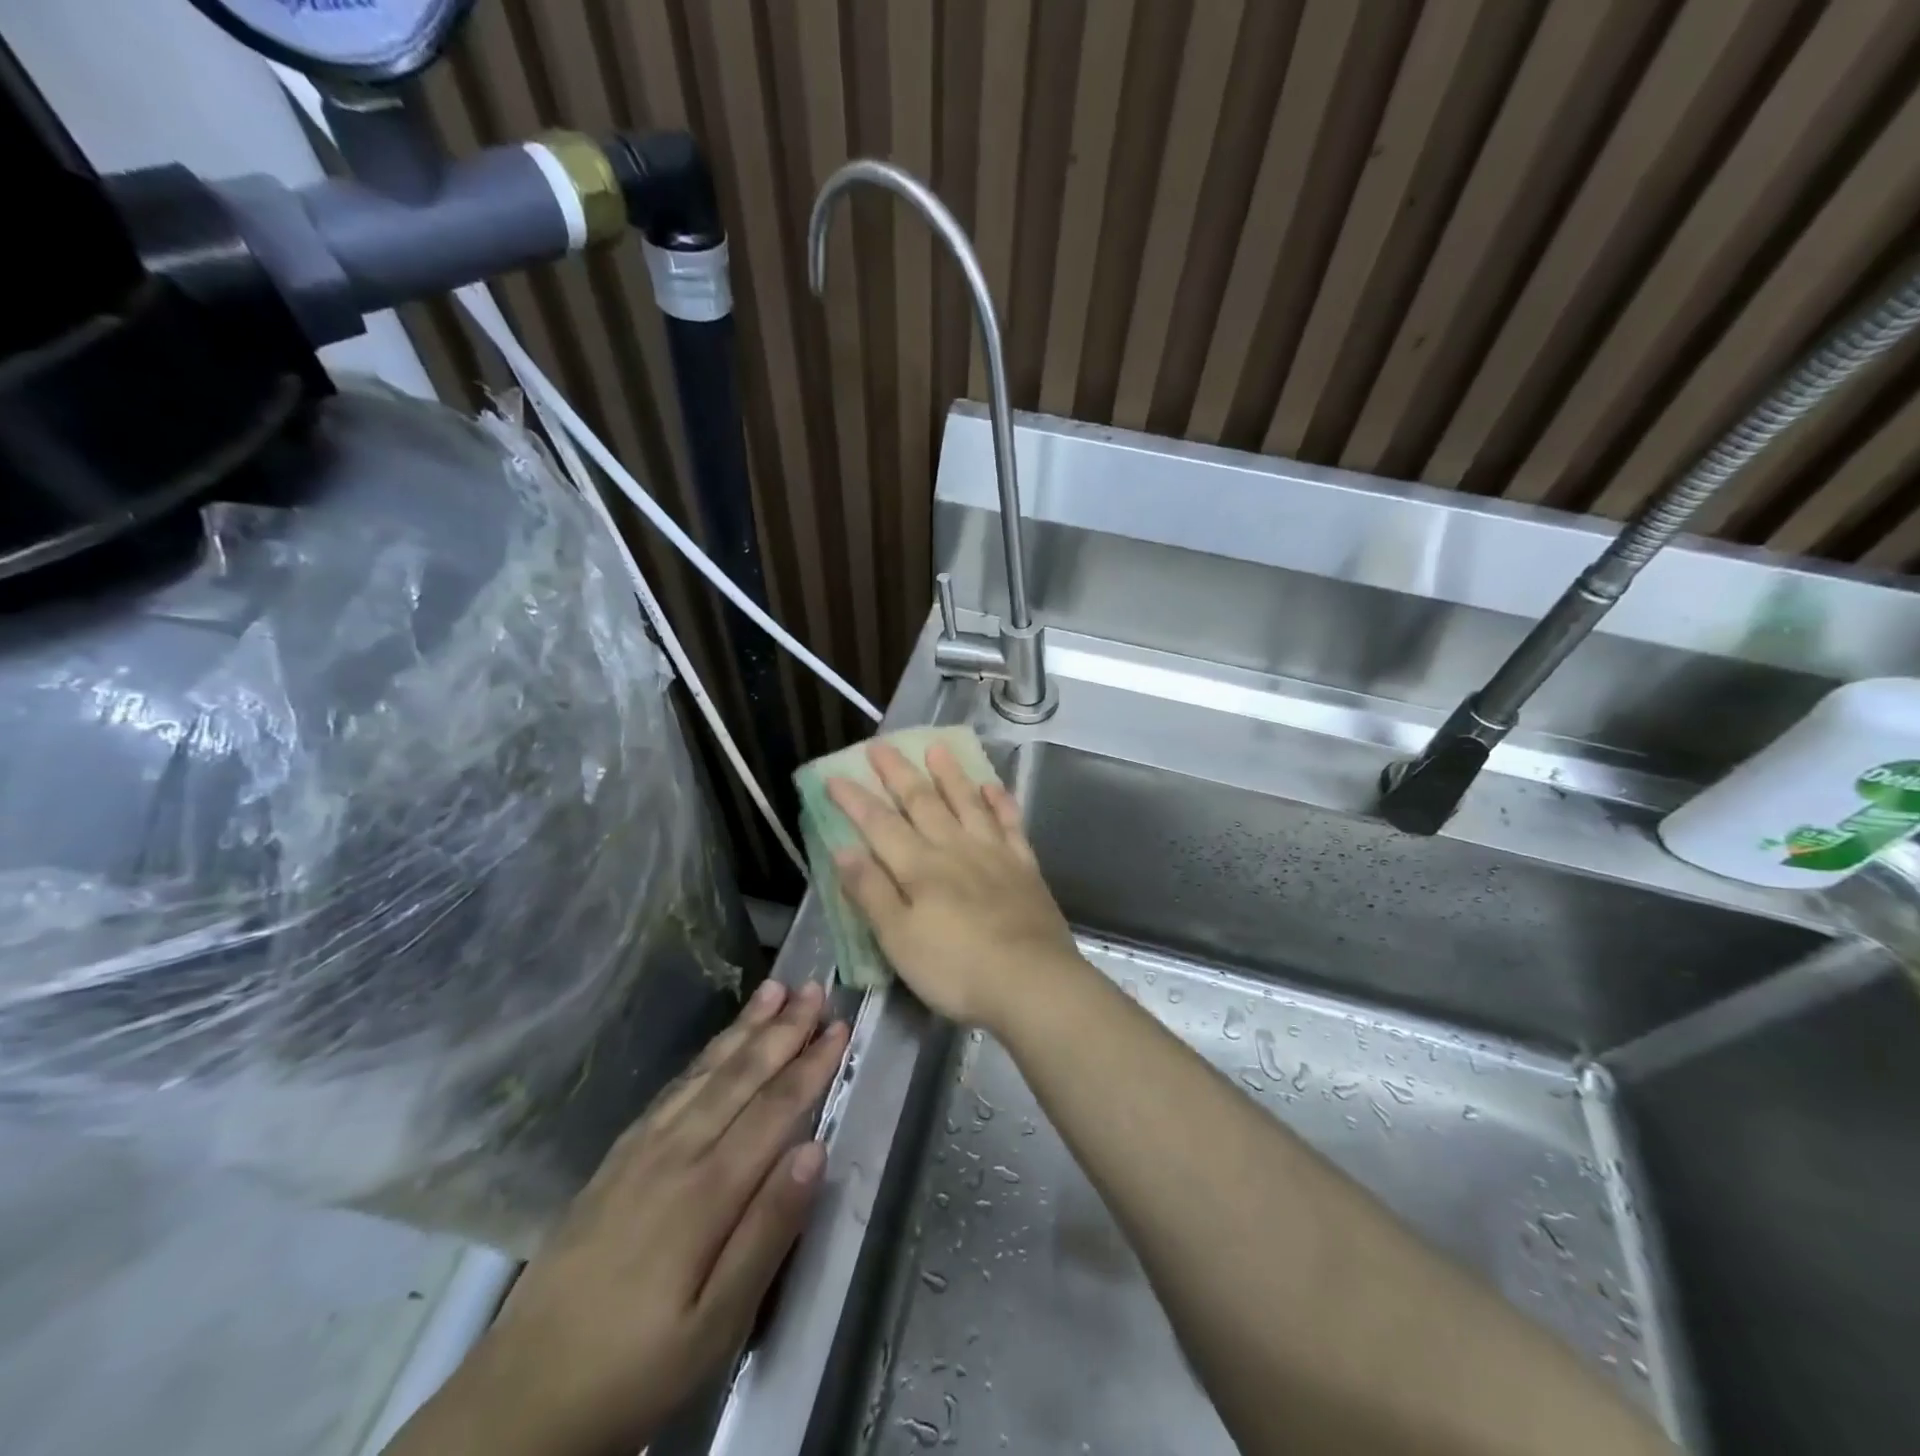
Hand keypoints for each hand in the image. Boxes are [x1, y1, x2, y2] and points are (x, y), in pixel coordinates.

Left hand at [385, 980, 846, 1455]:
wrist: (520, 1399)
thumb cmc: (636, 1368)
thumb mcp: (716, 1326)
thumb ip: (769, 1232)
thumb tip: (815, 1150)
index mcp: (706, 1192)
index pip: (774, 1109)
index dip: (810, 1065)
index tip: (840, 1026)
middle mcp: (675, 1154)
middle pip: (740, 1077)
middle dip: (782, 1029)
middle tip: (815, 987)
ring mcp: (640, 1152)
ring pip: (704, 1074)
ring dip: (743, 1029)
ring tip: (773, 989)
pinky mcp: (615, 1160)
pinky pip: (669, 1092)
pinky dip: (702, 1059)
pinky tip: (715, 1047)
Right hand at [827, 741, 1081, 1031]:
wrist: (1032, 982)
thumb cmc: (956, 969)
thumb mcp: (898, 940)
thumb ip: (872, 892)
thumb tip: (843, 849)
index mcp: (919, 868)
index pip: (880, 825)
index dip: (856, 800)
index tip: (836, 776)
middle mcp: (955, 849)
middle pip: (922, 803)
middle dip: (898, 774)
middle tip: (881, 746)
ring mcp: (994, 854)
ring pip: (967, 803)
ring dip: (951, 775)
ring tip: (937, 749)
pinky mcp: (1024, 867)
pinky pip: (1010, 824)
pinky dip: (1001, 803)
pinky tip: (993, 787)